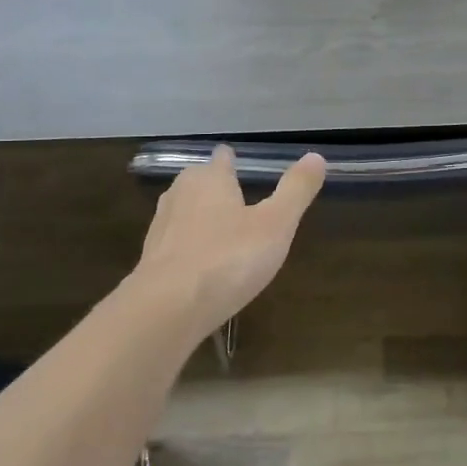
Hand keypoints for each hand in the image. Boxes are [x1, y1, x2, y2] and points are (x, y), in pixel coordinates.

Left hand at [135, 146, 325, 332]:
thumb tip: (316, 156)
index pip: (223, 158)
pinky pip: (176, 244)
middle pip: (200, 182)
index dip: (234, 161)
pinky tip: (203, 267)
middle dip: (217, 190)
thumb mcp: (276, 224)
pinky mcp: (150, 259)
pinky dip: (190, 248)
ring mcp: (161, 226)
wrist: (167, 309)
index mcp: (210, 178)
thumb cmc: (228, 258)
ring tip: (224, 235)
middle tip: (240, 205)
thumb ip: (296, 190)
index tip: (243, 168)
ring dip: (202, 219)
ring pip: (185, 212)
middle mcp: (181, 193)